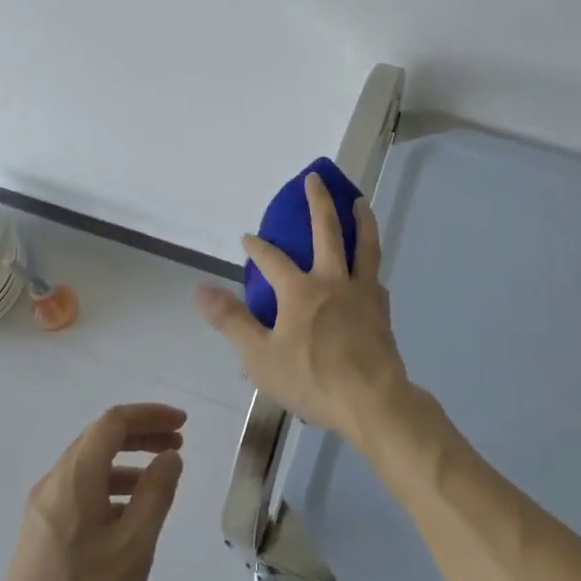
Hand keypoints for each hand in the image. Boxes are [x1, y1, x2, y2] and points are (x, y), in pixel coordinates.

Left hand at [0, 403, 186, 580]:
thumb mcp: (133, 547)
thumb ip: (156, 494)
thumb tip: (169, 457)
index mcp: (75, 476)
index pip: (114, 421)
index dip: (150, 415)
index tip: (182, 424)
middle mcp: (54, 481)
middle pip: (100, 438)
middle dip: (141, 434)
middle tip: (176, 445)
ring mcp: (42, 508)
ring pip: (89, 465)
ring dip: (126, 462)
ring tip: (159, 480)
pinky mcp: (39, 534)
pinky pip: (79, 491)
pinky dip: (109, 487)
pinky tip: (127, 516)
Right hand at [194, 173, 409, 447]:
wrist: (372, 401)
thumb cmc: (311, 379)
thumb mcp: (259, 356)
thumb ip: (231, 320)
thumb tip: (199, 287)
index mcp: (300, 290)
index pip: (272, 259)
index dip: (257, 246)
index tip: (247, 237)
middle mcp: (332, 281)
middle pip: (327, 230)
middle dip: (318, 202)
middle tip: (315, 178)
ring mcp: (361, 292)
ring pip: (364, 244)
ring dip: (360, 219)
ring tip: (359, 202)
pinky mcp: (381, 309)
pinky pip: (375, 276)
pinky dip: (371, 264)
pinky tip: (370, 268)